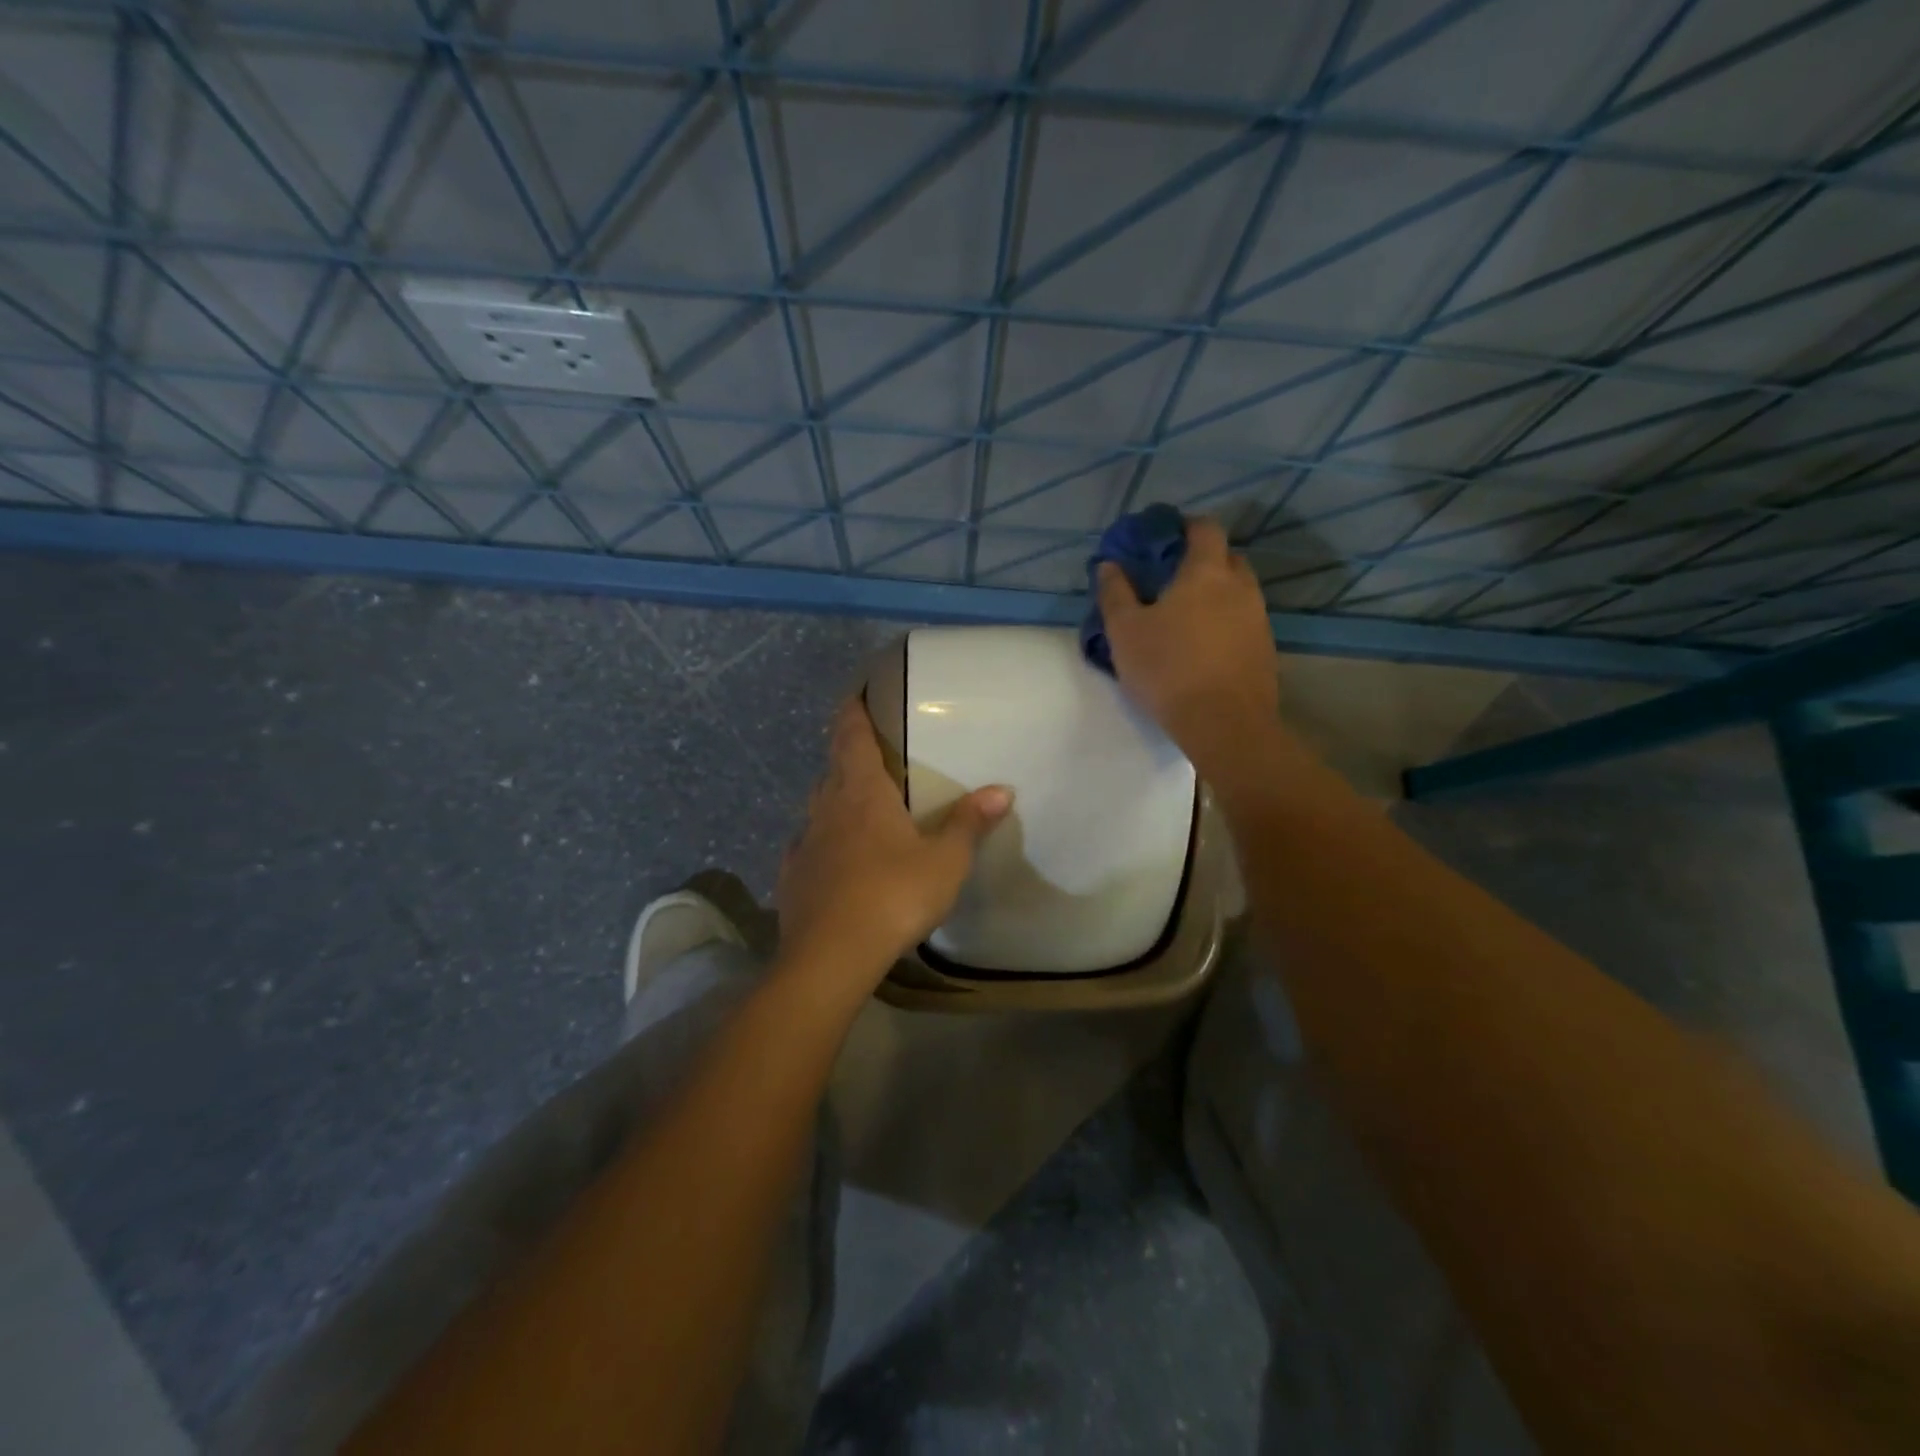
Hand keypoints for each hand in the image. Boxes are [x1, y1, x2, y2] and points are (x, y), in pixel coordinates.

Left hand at [777, 698, 1012, 987]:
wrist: (830, 956)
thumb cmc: (893, 895)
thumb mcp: (945, 861)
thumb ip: (969, 823)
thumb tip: (1002, 790)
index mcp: (862, 792)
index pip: (851, 735)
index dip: (852, 711)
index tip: (855, 693)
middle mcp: (827, 807)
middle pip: (832, 766)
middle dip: (846, 752)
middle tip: (868, 750)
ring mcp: (804, 842)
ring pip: (817, 805)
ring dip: (834, 795)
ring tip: (856, 802)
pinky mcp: (791, 875)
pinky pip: (807, 843)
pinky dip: (822, 838)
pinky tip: (832, 855)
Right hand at [1097, 516, 1279, 776]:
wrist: (1224, 724)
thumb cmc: (1168, 669)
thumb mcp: (1125, 632)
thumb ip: (1115, 593)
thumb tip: (1109, 565)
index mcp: (1206, 573)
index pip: (1206, 529)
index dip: (1187, 526)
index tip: (1166, 535)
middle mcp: (1240, 587)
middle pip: (1228, 558)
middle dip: (1204, 559)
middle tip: (1174, 577)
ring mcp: (1259, 619)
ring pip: (1239, 592)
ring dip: (1217, 594)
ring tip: (1188, 615)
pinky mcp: (1266, 650)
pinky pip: (1245, 621)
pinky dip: (1227, 622)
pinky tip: (1205, 646)